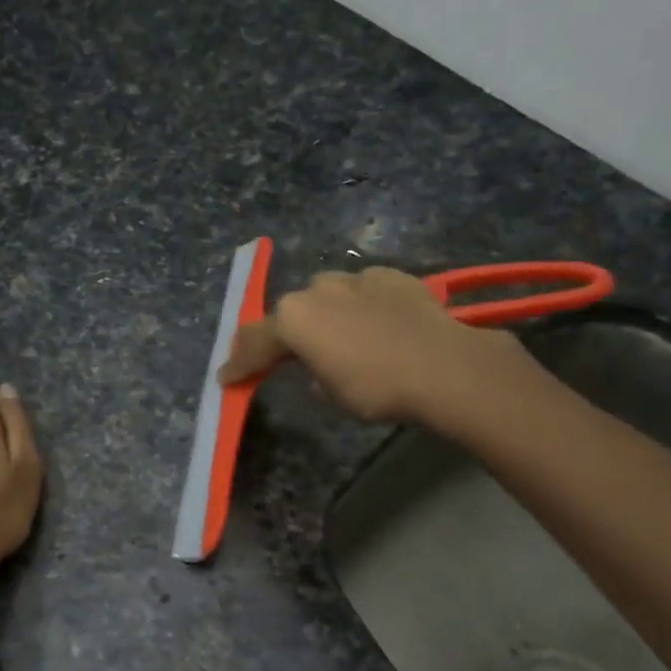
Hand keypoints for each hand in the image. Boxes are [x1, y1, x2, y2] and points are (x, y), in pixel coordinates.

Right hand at [219, 266, 528, 425]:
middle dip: (288, 334)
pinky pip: (364, 291)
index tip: (227, 377)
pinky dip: (362, 306)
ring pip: (328, 295)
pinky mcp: (391, 276)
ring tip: (341, 338)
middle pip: (291, 312)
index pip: (255, 341)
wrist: (442, 365)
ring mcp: (356, 277)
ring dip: (326, 314)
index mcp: (294, 318)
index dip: (240, 363)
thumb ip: (313, 376)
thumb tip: (318, 371)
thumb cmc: (376, 388)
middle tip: (290, 356)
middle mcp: (317, 289)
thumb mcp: (332, 394)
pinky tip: (377, 324)